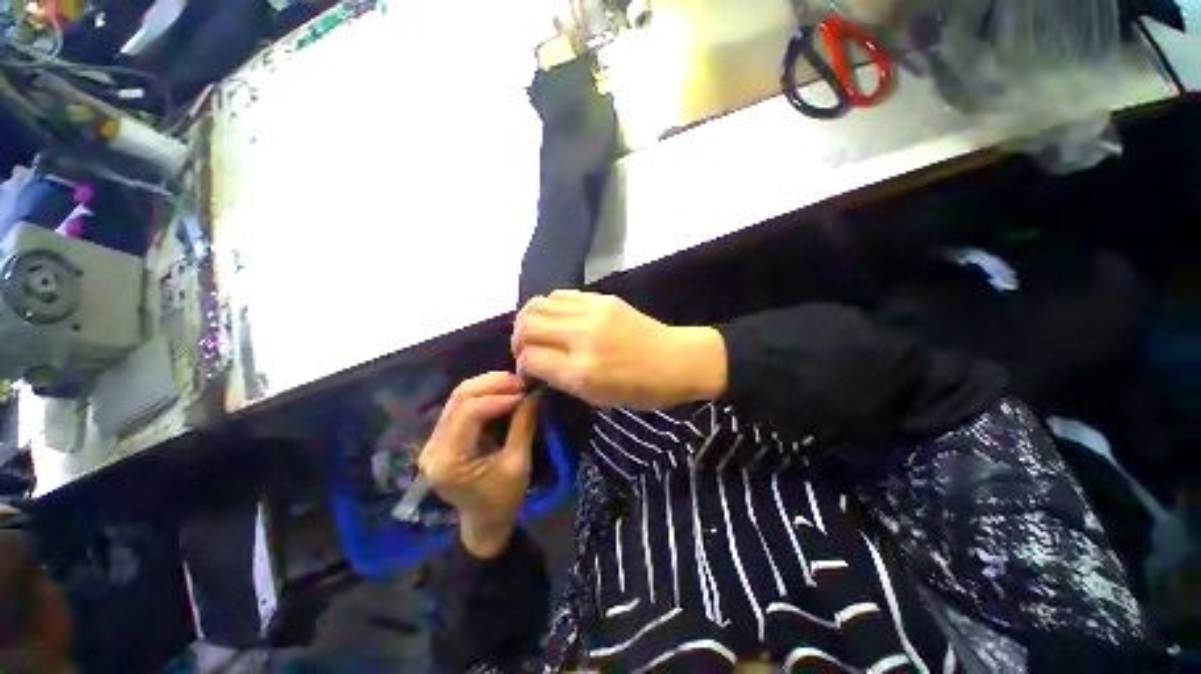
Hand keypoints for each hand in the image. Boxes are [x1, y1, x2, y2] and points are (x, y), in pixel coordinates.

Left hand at [417, 373, 540, 557]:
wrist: (484, 522)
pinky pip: (460, 406)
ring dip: (487, 385)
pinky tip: (502, 391)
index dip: (498, 397)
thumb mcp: (519, 463)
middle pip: (458, 398)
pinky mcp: (440, 437)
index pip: (469, 413)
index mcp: (449, 461)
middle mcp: (433, 447)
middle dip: (492, 384)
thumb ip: (524, 424)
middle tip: (521, 381)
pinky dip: (482, 394)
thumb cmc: (504, 499)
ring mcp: (433, 441)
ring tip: (514, 383)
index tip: (525, 392)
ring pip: (457, 397)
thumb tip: (534, 392)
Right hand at [512, 290, 727, 408]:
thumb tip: (534, 364)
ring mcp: (592, 312)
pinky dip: (548, 307)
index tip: (528, 371)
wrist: (676, 359)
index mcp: (582, 370)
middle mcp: (582, 337)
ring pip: (539, 305)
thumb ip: (560, 379)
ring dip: (528, 320)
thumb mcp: (597, 397)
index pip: (530, 358)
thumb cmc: (640, 389)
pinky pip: (560, 295)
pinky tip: (555, 319)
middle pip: (527, 326)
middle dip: (517, 340)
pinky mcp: (602, 298)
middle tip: (525, 351)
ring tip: (534, 332)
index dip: (522, 366)